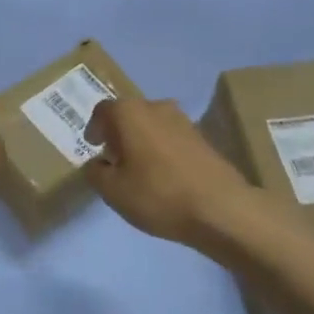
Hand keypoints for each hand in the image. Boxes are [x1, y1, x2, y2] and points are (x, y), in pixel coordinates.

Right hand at [83, 97, 256, 246]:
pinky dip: (161, 149)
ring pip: (152, 124)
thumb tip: (96, 163)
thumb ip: (96, 173)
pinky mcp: (202, 137)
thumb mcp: (113, 191)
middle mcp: (156, 106)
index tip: (92, 146)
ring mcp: (183, 120)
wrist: (220, 207)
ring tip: (138, 169)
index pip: (103, 110)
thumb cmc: (158, 194)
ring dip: (141, 140)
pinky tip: (163, 175)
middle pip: (129, 114)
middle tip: (112, 158)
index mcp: (129, 112)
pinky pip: (171, 137)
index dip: (94, 127)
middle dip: (118, 133)